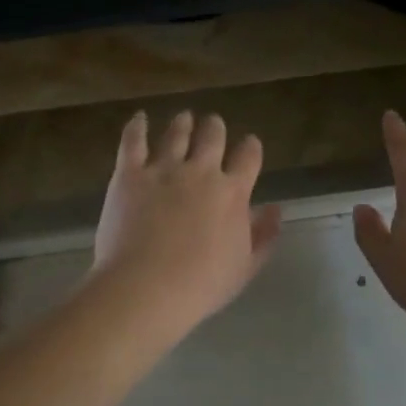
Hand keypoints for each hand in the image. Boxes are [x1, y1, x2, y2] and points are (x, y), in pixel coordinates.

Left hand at [89, 110, 282, 338]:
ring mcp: (163, 169)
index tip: (250, 143)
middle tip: (213, 124)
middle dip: (215, 127)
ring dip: (183, 123)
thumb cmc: (201, 285)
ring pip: (176, 133)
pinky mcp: (129, 173)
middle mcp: (201, 171)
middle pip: (212, 137)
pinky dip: (137, 126)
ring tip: (184, 117)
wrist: (146, 287)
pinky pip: (134, 140)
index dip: (250, 147)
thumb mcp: (244, 267)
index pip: (248, 158)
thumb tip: (277, 209)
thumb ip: (263, 235)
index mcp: (232, 192)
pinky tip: (140, 118)